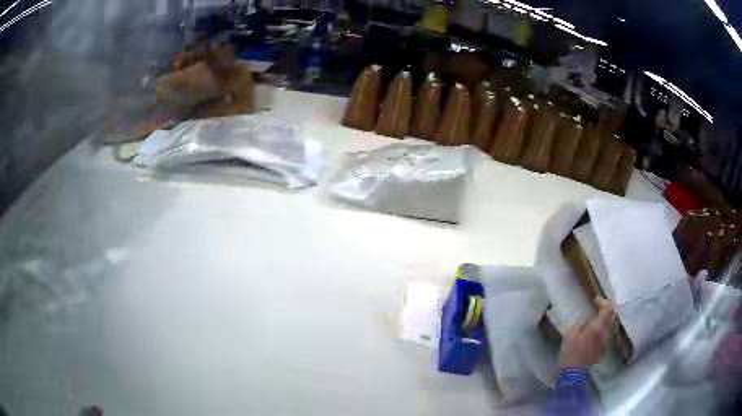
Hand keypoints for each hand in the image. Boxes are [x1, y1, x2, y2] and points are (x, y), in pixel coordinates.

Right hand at [558, 297, 613, 368]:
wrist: (573, 374)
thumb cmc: (570, 353)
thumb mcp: (570, 335)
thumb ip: (579, 324)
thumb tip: (585, 318)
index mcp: (597, 327)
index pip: (607, 309)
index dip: (603, 302)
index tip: (595, 300)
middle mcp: (604, 333)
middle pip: (611, 317)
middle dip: (605, 311)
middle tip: (597, 308)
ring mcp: (604, 343)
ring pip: (608, 327)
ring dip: (604, 321)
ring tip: (594, 320)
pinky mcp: (601, 350)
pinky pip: (604, 335)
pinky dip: (601, 330)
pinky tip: (592, 333)